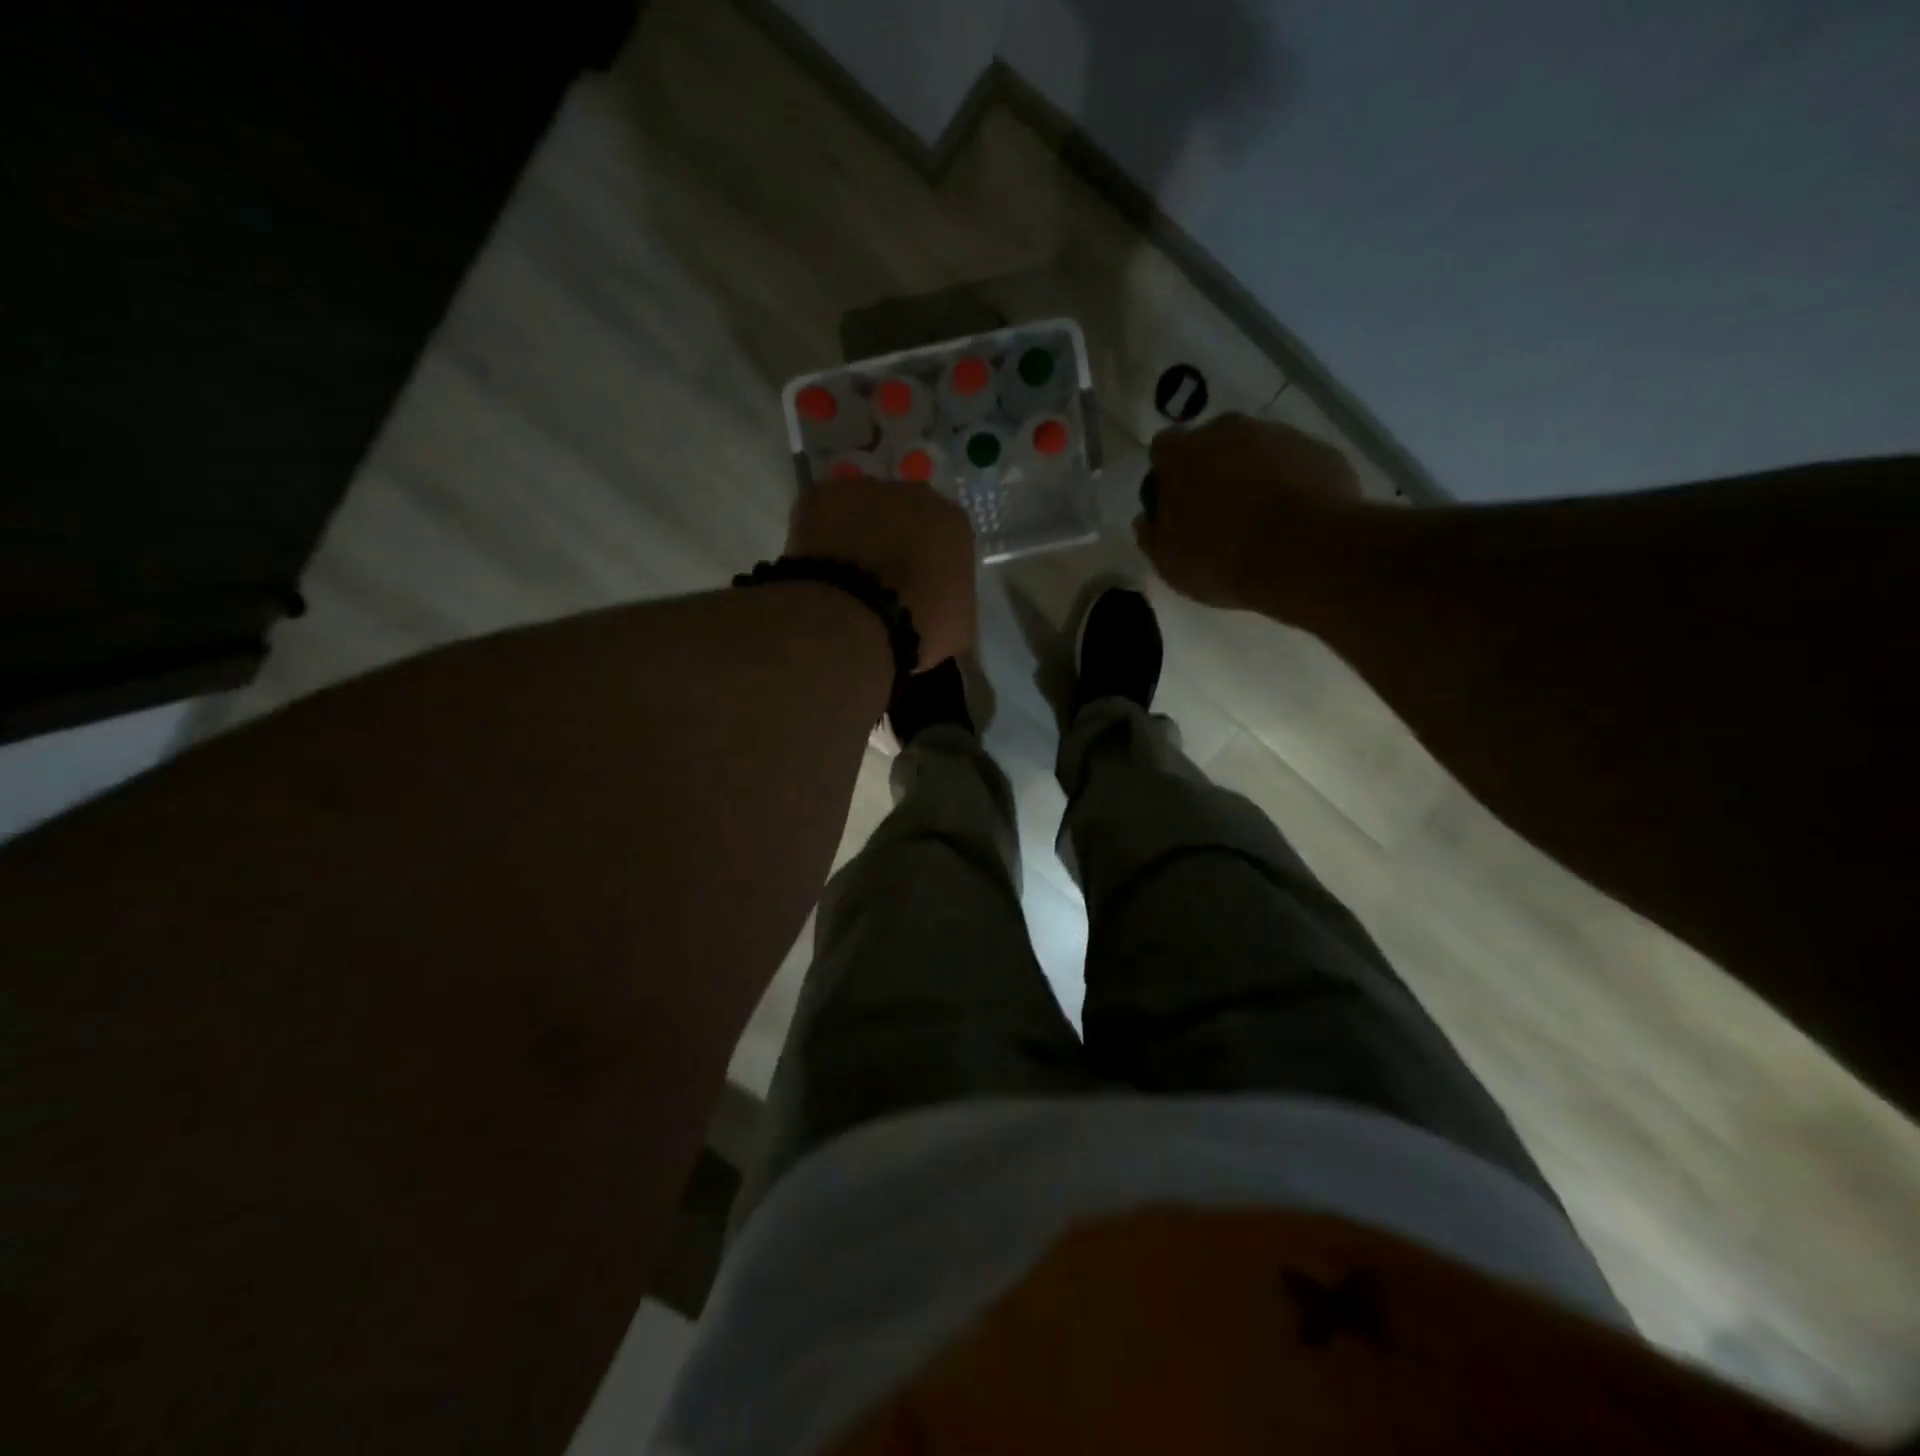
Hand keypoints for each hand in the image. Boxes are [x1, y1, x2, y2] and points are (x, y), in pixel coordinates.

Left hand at [786, 478, 977, 668]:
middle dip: (894, 540)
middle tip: (880, 580)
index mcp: (954, 524)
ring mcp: (865, 490)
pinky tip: (818, 567)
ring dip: (857, 533)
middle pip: (905, 515)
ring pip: (862, 509)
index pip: (945, 539)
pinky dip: (819, 535)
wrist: (858, 620)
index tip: (918, 589)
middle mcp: (915, 494)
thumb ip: (951, 599)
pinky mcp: (820, 495)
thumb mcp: (957, 625)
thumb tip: (937, 603)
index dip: (929, 564)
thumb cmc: (918, 627)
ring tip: (844, 576)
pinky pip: (822, 514)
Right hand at [1137, 413, 1363, 612]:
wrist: (1308, 554)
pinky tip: (1293, 519)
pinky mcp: (1318, 449)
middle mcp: (1228, 431)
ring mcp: (1278, 435)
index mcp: (1183, 454)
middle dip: (1212, 470)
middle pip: (1212, 443)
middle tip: (1217, 513)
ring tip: (1261, 519)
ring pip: (1256, 450)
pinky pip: (1293, 463)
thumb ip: (1152, 535)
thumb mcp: (1170, 563)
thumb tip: (1148, 519)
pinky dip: (1289, 482)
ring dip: (1252, 474)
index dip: (1167, 475)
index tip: (1174, 505)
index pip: (1163, 449)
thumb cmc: (1223, 560)